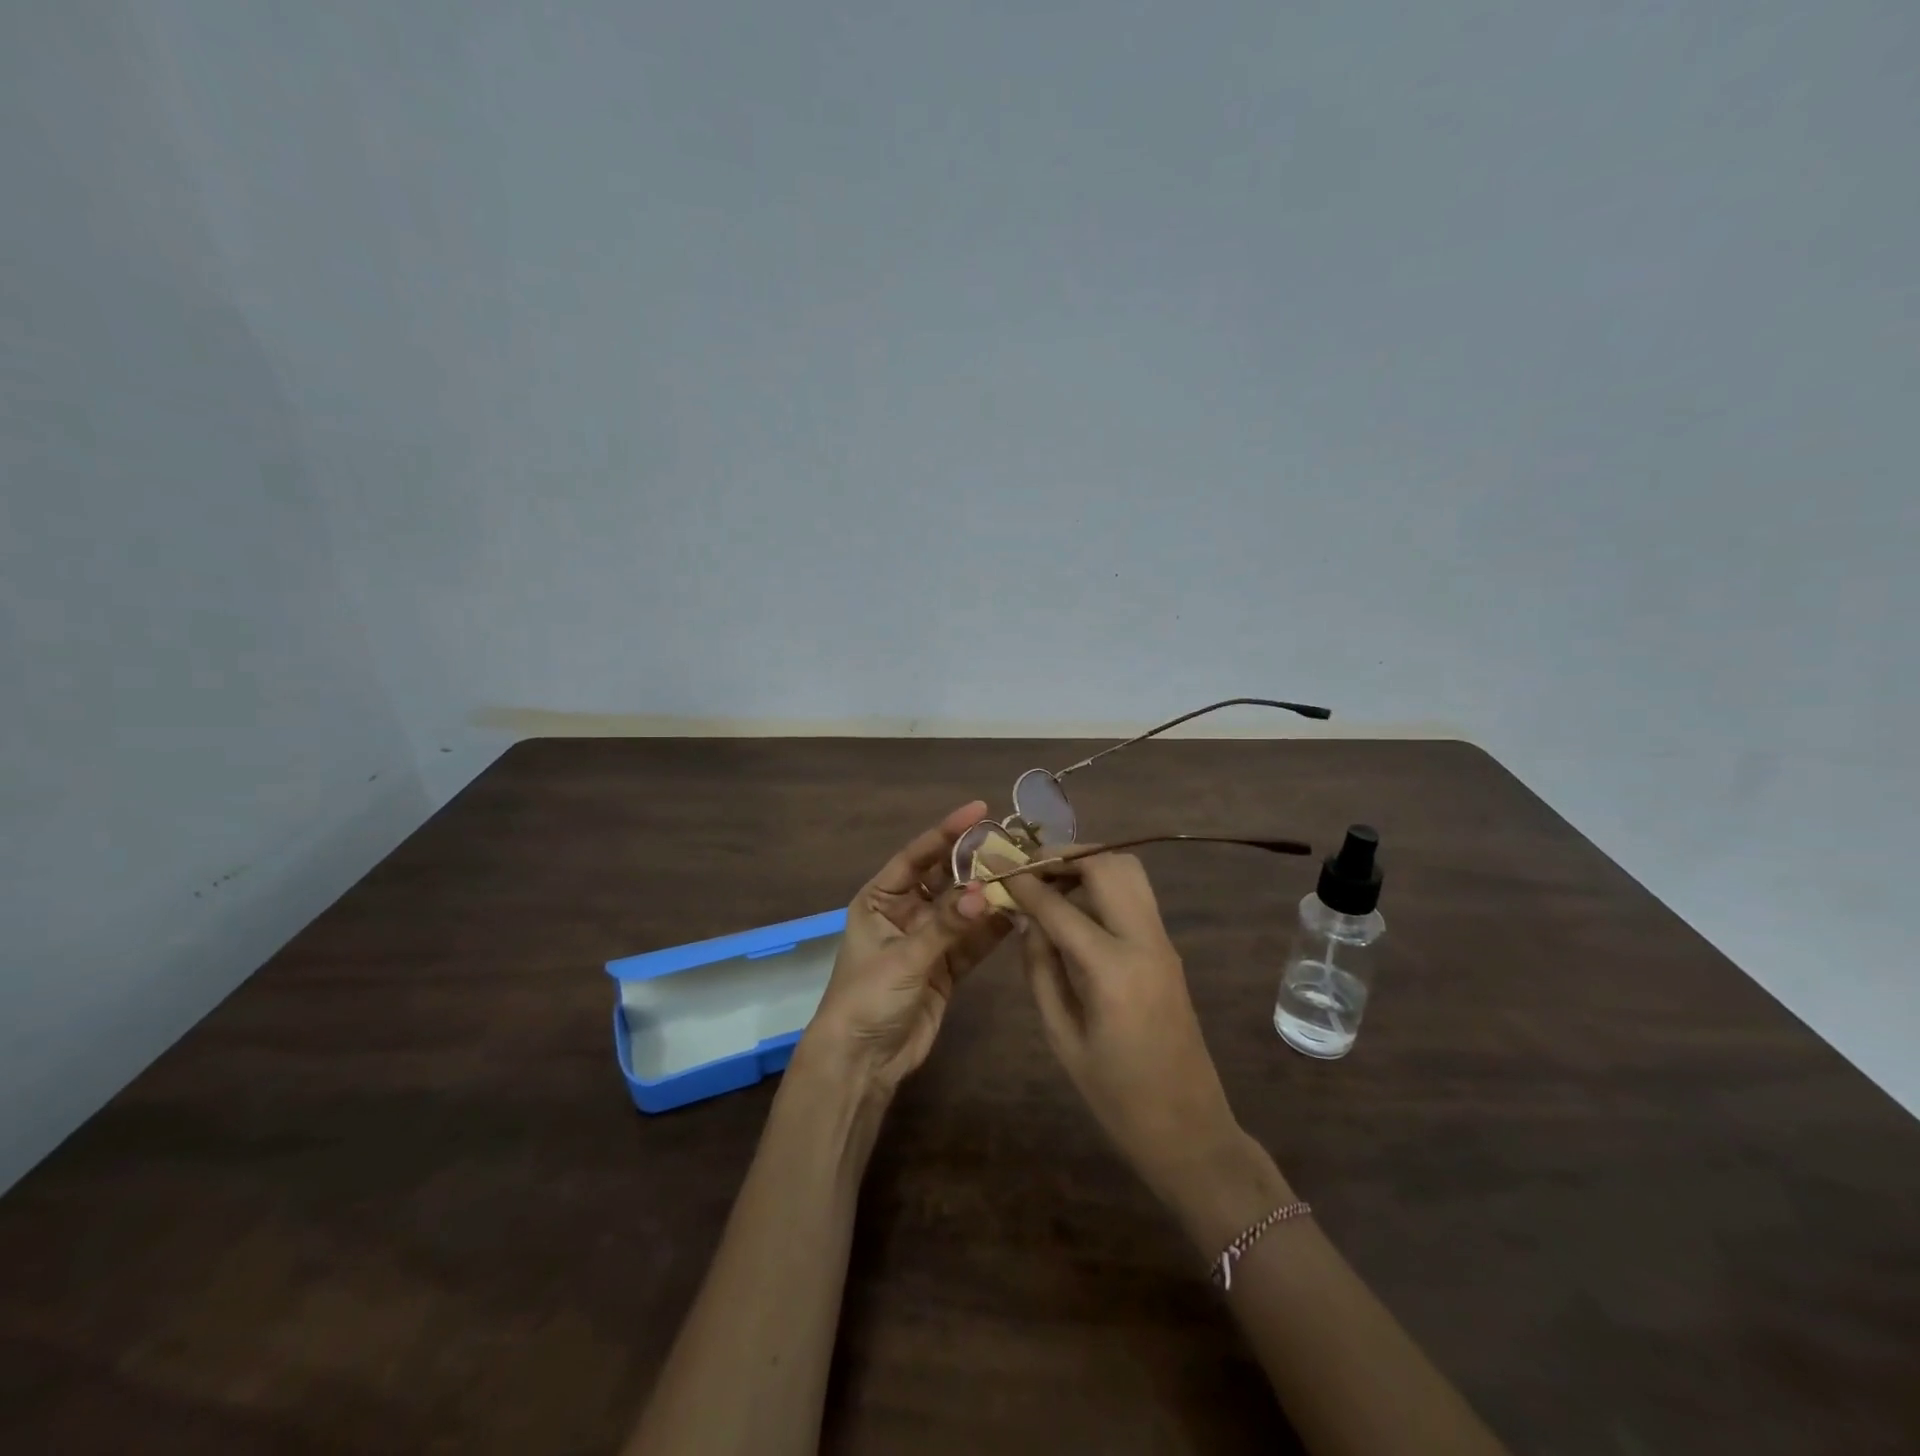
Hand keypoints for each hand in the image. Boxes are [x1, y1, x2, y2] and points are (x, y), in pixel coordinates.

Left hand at [804, 802, 1008, 1094]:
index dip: (947, 831)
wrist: (862, 1061)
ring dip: (989, 895)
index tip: (979, 810)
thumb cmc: (867, 998)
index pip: (917, 855)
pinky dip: (992, 928)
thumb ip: (945, 925)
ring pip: (963, 908)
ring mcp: (928, 939)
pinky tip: (1018, 912)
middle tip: (1013, 843)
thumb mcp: (903, 957)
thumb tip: (983, 892)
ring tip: (1024, 874)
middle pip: (945, 878)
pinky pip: (973, 940)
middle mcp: (905, 912)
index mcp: (881, 899)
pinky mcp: (946, 966)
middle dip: (975, 862)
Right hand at [999, 852, 1246, 1200]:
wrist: (1190, 1130)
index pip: (1060, 907)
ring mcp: (1163, 942)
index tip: (994, 861)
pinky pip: (1135, 895)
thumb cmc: (1116, 1097)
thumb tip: (1026, 921)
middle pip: (1107, 866)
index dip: (1024, 881)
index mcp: (1113, 971)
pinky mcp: (1168, 948)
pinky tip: (1074, 905)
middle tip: (1026, 865)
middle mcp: (1145, 942)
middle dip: (1063, 855)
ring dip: (1087, 863)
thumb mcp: (1062, 1037)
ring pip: (1129, 871)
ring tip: (1049, 880)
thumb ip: (1041, 970)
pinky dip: (1103, 883)